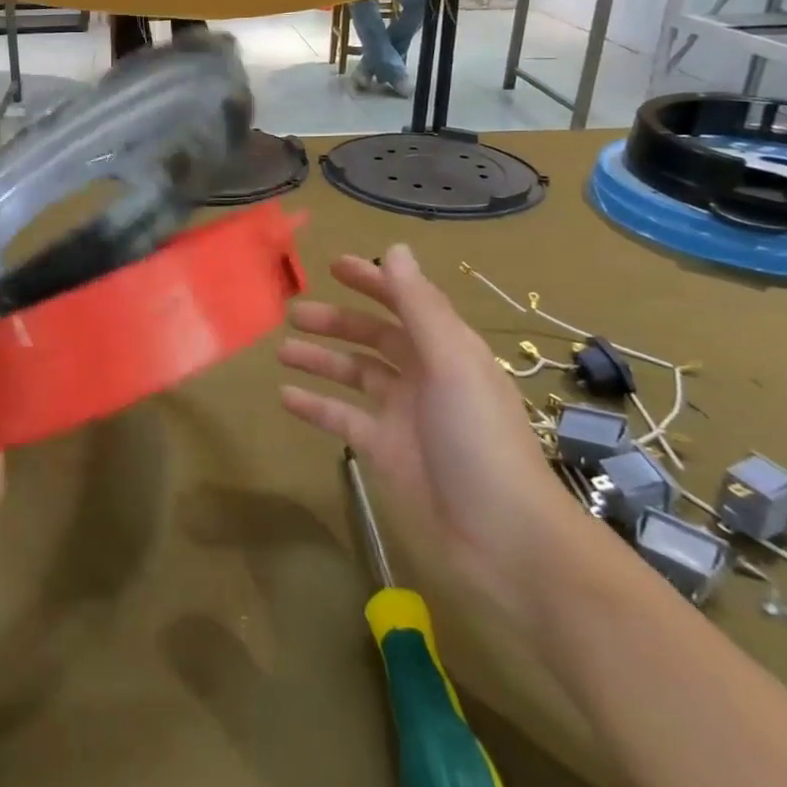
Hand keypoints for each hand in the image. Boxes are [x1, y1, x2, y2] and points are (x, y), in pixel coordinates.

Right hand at [277, 244, 583, 634]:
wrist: (503, 537)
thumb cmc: (479, 439)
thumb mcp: (451, 363)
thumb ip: (420, 306)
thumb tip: (395, 249)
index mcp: (447, 349)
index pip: (406, 302)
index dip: (373, 281)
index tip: (333, 266)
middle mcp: (425, 375)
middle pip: (374, 337)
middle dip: (336, 322)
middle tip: (293, 313)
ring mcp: (404, 415)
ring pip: (355, 375)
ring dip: (321, 360)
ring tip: (282, 351)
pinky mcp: (386, 451)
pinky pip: (344, 418)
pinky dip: (317, 406)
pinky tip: (285, 397)